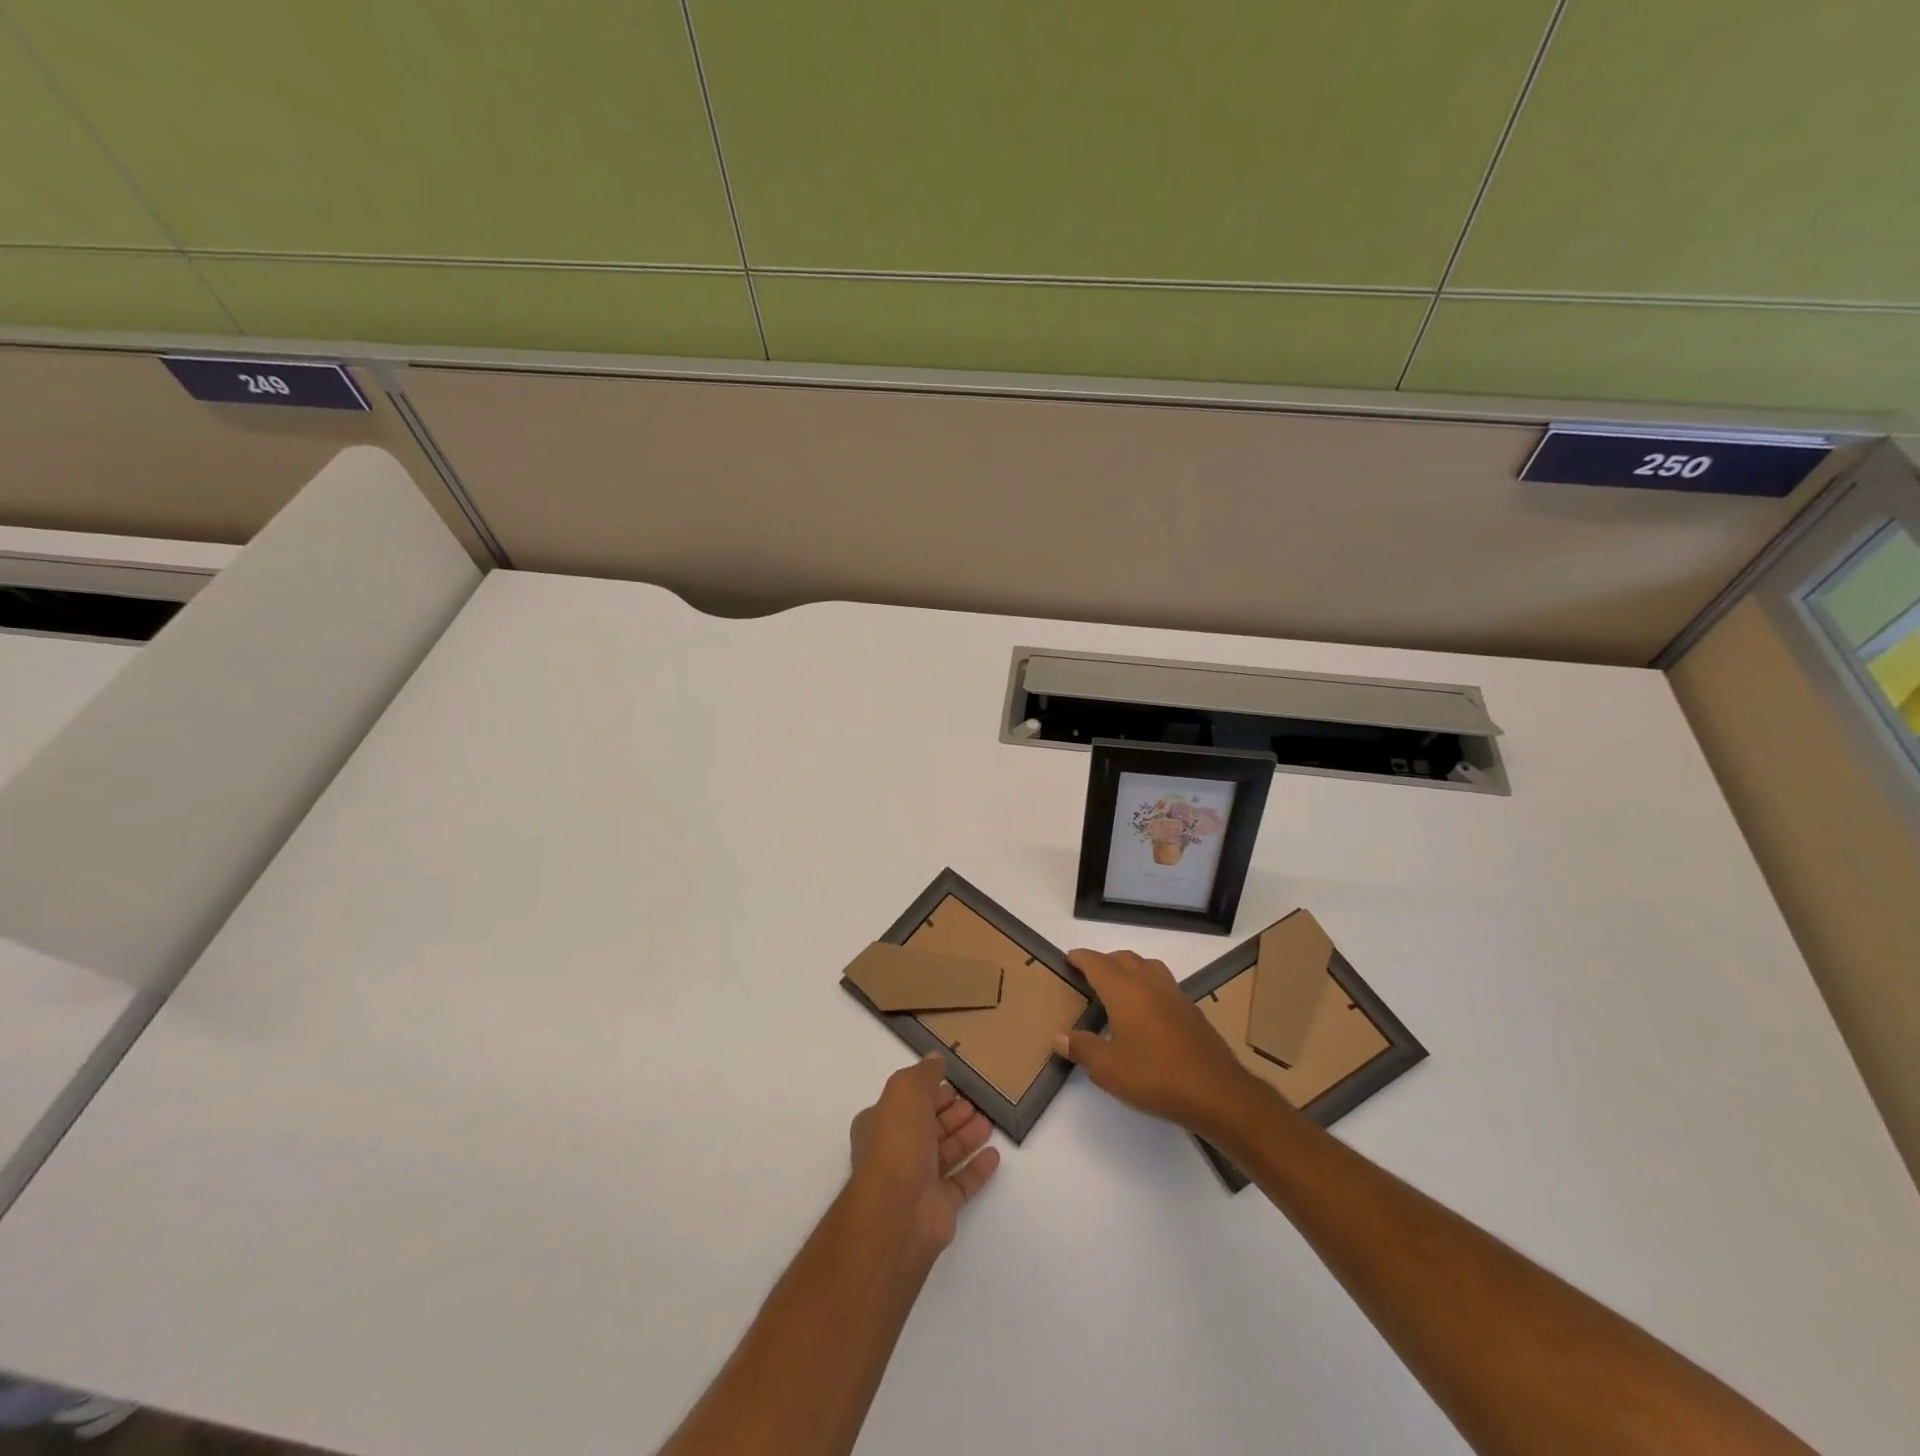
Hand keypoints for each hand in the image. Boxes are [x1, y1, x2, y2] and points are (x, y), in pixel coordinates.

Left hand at [848, 1054, 999, 1259]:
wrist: (897, 1212)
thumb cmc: (897, 1142)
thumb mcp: (906, 1092)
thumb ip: (923, 1074)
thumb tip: (935, 1058)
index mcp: (880, 1123)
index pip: (908, 1102)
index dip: (929, 1091)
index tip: (953, 1083)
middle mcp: (896, 1151)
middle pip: (928, 1127)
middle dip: (951, 1113)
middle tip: (975, 1101)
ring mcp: (917, 1181)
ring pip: (946, 1153)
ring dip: (966, 1136)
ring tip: (988, 1122)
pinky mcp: (939, 1207)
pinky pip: (961, 1183)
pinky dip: (977, 1169)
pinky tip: (994, 1156)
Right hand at [1054, 948, 1265, 1138]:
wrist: (1216, 1092)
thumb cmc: (1155, 1076)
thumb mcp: (1108, 1069)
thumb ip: (1082, 1048)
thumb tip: (1059, 1037)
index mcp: (1124, 991)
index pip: (1098, 963)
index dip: (1081, 958)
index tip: (1069, 958)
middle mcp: (1149, 984)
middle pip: (1124, 958)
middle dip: (1104, 961)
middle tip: (1090, 974)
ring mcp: (1174, 995)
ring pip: (1148, 966)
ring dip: (1130, 968)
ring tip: (1119, 986)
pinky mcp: (1192, 1010)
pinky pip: (1164, 983)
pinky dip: (1149, 984)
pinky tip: (1148, 1010)